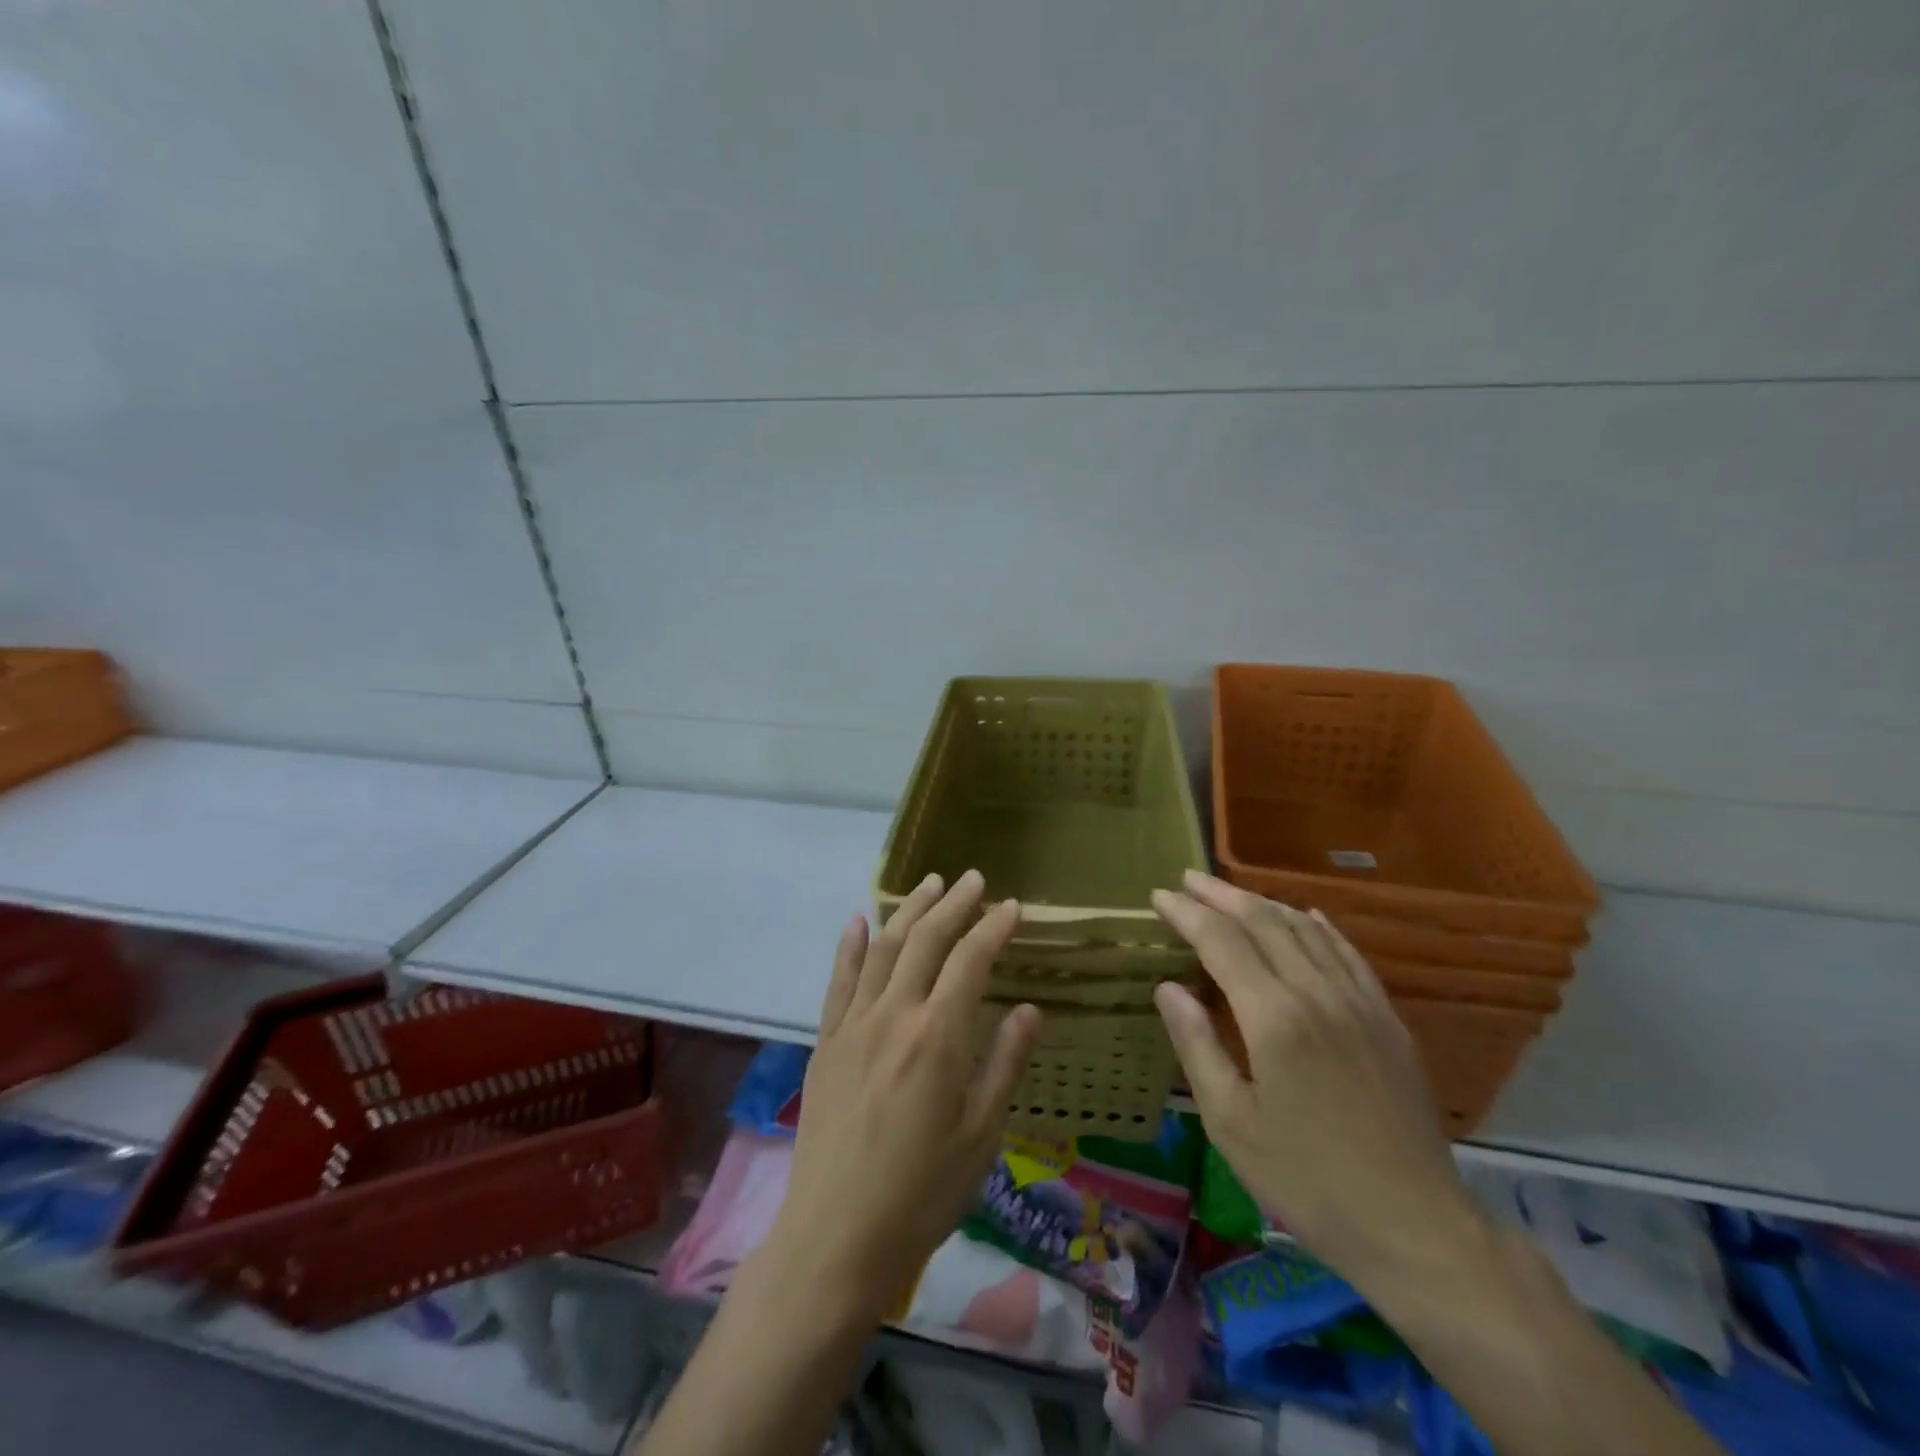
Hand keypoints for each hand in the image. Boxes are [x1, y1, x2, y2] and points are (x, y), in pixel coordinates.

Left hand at [765, 870, 1041, 1323]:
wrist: (837, 1237)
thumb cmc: (922, 1192)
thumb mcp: (981, 1134)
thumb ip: (1004, 1063)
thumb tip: (1030, 1007)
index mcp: (938, 1036)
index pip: (971, 960)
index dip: (993, 927)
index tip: (1013, 906)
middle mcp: (894, 1015)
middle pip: (925, 940)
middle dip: (953, 904)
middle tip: (973, 879)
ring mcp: (853, 1025)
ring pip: (883, 948)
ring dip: (908, 911)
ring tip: (930, 885)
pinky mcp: (826, 1042)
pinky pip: (839, 981)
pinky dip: (850, 945)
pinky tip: (858, 920)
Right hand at [1151, 871, 1481, 1290]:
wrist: (1415, 1226)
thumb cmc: (1307, 1179)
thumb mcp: (1231, 1123)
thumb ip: (1197, 1046)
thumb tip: (1167, 988)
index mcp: (1274, 1018)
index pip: (1221, 942)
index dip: (1187, 914)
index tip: (1159, 896)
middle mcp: (1317, 993)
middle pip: (1263, 922)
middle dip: (1220, 895)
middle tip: (1187, 878)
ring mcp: (1359, 1002)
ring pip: (1305, 929)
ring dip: (1263, 903)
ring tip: (1230, 892)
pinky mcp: (1388, 1020)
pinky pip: (1348, 953)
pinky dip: (1319, 926)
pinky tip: (1305, 916)